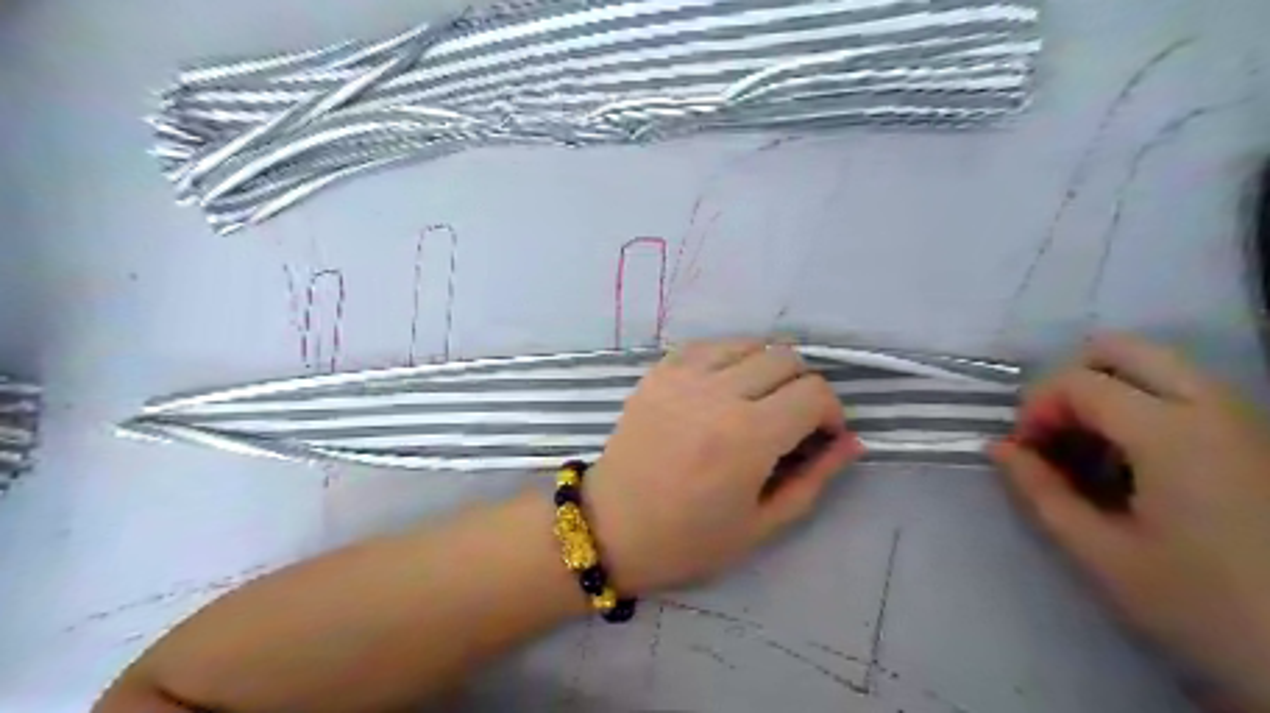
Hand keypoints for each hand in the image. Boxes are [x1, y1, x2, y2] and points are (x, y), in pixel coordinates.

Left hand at [584, 339, 863, 596]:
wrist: (611, 527)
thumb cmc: (688, 539)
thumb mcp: (762, 524)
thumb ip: (814, 478)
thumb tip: (851, 441)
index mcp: (748, 436)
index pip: (814, 392)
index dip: (831, 412)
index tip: (821, 436)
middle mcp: (718, 394)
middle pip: (786, 358)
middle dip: (802, 387)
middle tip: (791, 420)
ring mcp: (682, 377)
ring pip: (749, 343)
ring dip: (767, 367)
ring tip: (757, 401)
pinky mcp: (658, 372)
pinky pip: (709, 345)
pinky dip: (729, 358)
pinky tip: (723, 387)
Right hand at [996, 331, 1268, 706]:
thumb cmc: (1206, 607)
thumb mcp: (1103, 556)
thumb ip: (1041, 493)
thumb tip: (1000, 449)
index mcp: (1173, 435)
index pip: (1078, 382)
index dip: (1035, 408)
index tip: (1025, 452)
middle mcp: (1214, 408)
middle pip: (1123, 349)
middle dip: (1070, 381)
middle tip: (1055, 432)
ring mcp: (1245, 419)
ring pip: (1157, 365)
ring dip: (1107, 392)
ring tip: (1091, 449)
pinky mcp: (1258, 438)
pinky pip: (1185, 392)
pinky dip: (1141, 407)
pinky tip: (1134, 462)